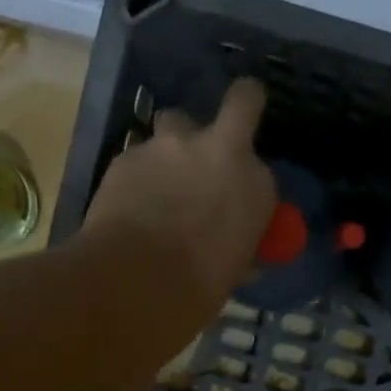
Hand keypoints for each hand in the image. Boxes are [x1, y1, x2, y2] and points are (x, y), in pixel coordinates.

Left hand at [80, 78, 276, 311]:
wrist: (137, 283)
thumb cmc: (198, 289)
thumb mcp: (233, 269)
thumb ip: (237, 244)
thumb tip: (237, 253)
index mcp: (257, 185)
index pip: (262, 169)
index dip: (247, 179)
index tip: (237, 196)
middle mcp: (221, 151)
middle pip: (241, 101)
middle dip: (240, 103)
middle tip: (224, 129)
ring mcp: (172, 145)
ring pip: (176, 121)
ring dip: (175, 142)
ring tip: (162, 175)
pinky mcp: (129, 153)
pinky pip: (140, 155)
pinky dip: (139, 173)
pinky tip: (129, 203)